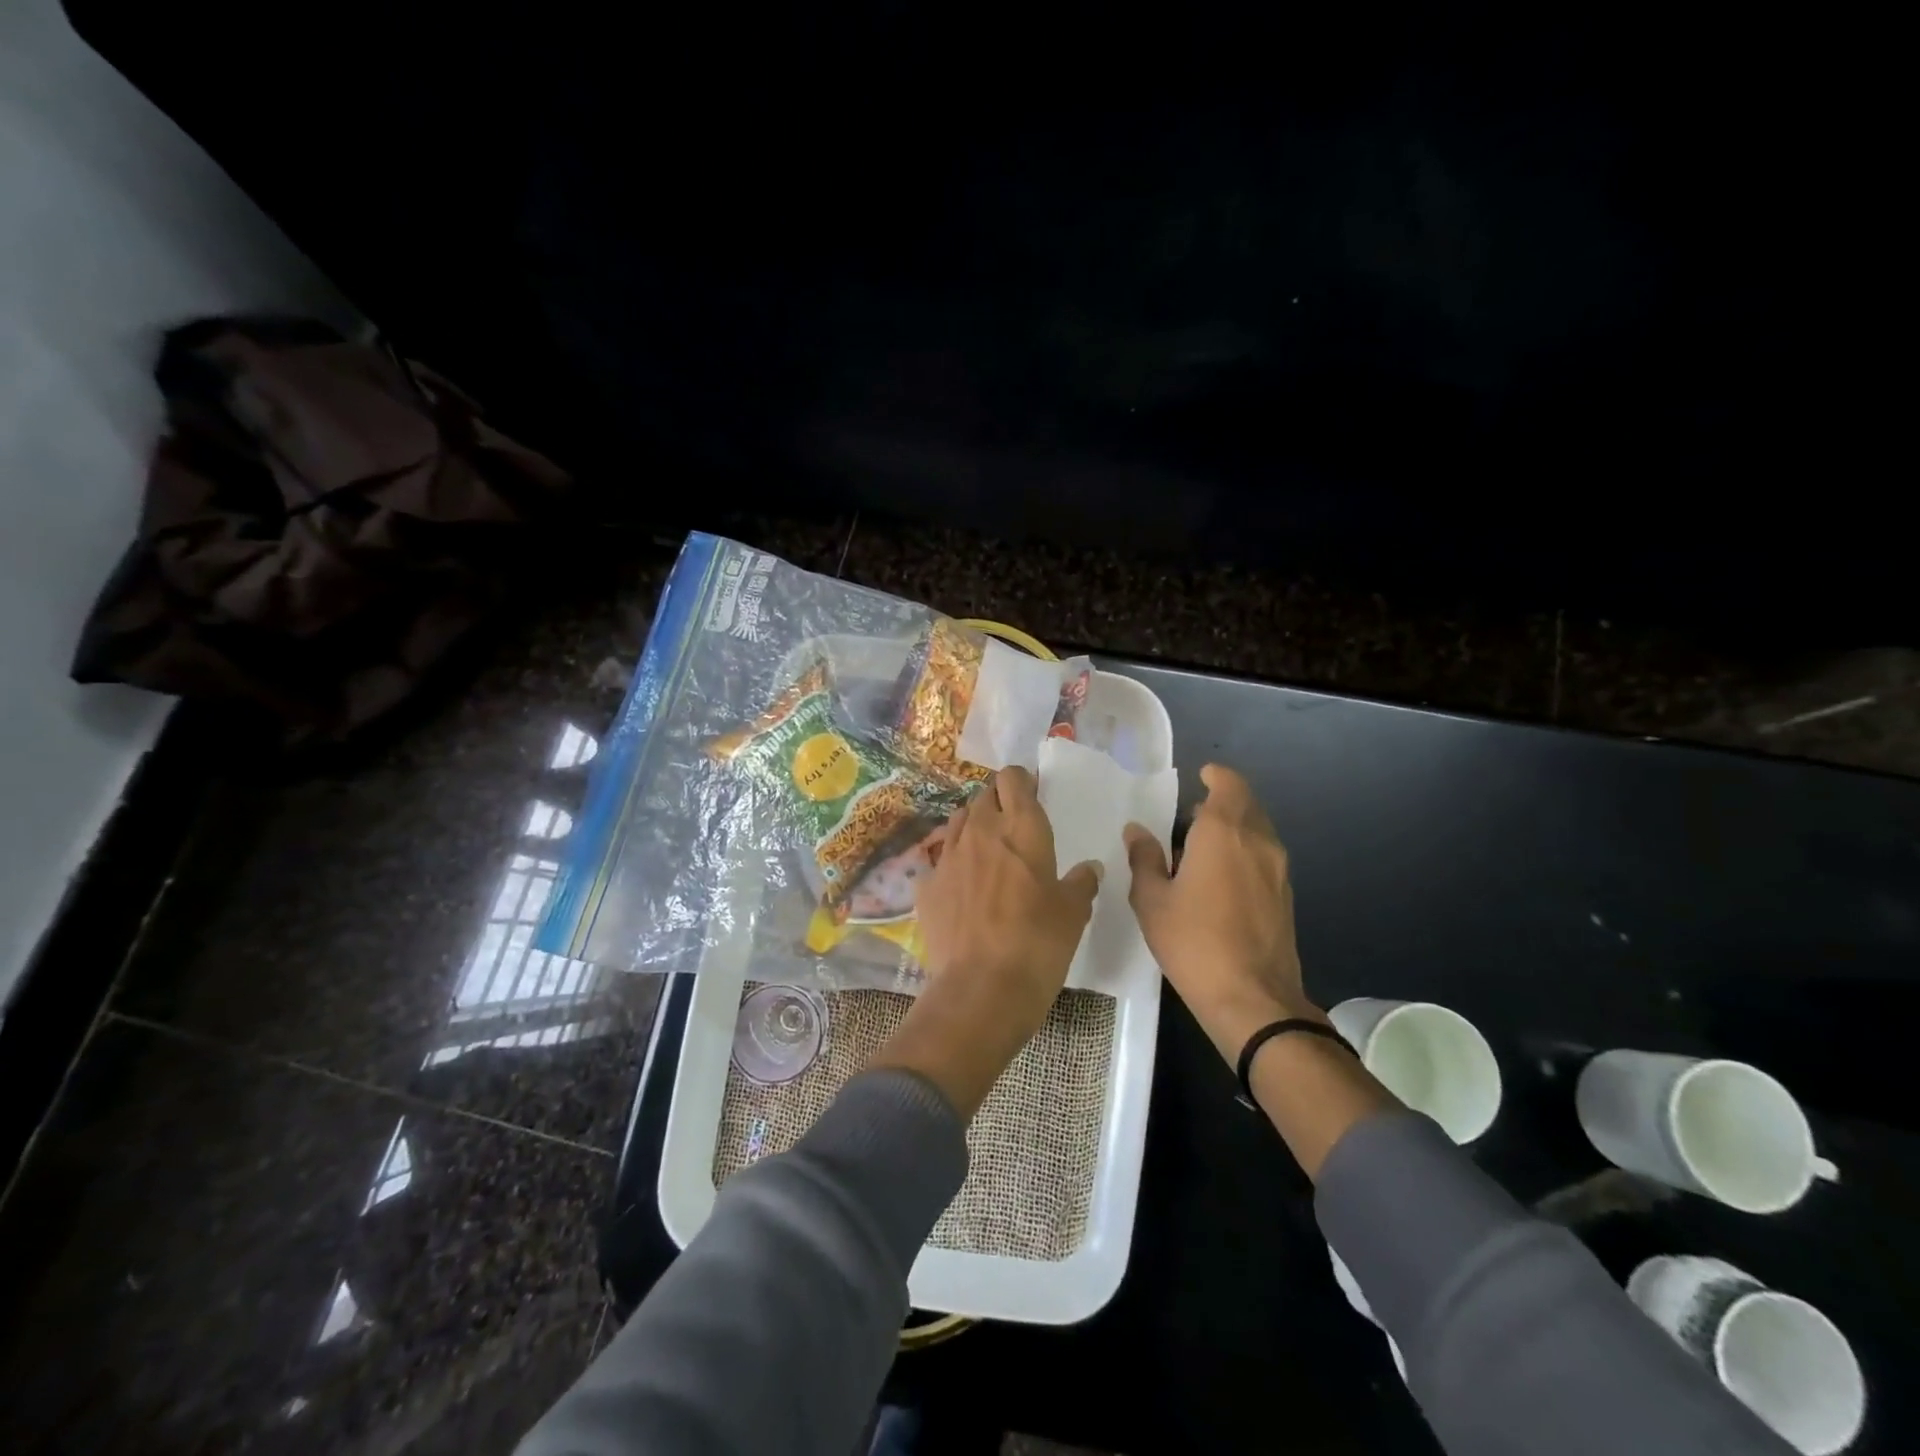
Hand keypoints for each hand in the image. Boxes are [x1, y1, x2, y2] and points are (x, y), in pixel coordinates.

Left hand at [873, 766, 1100, 1115]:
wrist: (981, 989)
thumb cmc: (1038, 944)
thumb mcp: (1073, 913)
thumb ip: (1081, 883)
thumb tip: (1089, 868)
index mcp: (1021, 828)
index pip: (1013, 778)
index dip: (1023, 782)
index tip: (1033, 797)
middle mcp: (981, 831)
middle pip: (984, 795)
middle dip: (999, 802)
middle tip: (1015, 827)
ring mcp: (948, 856)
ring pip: (959, 820)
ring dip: (974, 826)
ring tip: (988, 851)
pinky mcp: (926, 884)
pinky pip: (939, 859)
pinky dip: (953, 863)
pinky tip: (962, 887)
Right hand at [1124, 763, 1324, 1063]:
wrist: (1252, 998)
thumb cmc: (1193, 941)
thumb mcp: (1152, 900)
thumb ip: (1144, 859)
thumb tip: (1137, 831)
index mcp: (1223, 832)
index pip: (1229, 785)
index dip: (1216, 776)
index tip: (1201, 776)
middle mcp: (1258, 841)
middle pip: (1246, 805)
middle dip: (1222, 802)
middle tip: (1191, 817)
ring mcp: (1278, 869)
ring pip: (1258, 831)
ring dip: (1235, 828)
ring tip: (1202, 848)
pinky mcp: (1286, 896)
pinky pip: (1264, 857)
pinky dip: (1245, 852)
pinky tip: (1222, 879)